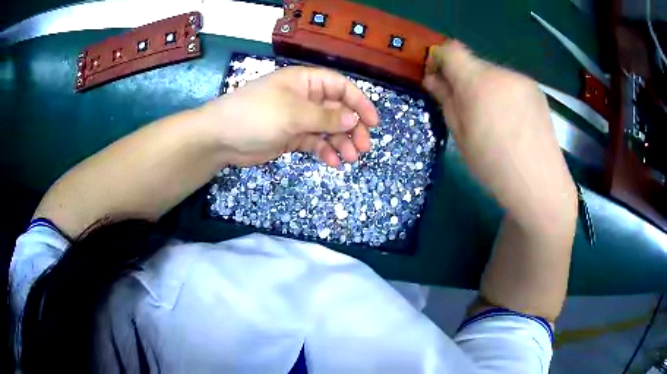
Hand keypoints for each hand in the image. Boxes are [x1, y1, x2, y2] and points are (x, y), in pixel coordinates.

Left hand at [197, 66, 378, 167]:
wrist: (221, 138)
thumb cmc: (257, 115)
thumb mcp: (294, 113)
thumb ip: (326, 116)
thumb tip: (354, 119)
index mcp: (306, 82)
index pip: (341, 87)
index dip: (359, 103)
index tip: (373, 122)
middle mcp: (305, 98)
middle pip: (338, 110)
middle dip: (352, 128)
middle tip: (363, 147)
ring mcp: (298, 119)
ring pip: (328, 129)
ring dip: (341, 143)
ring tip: (350, 158)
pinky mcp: (291, 137)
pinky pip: (315, 143)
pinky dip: (324, 151)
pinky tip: (332, 162)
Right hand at [423, 41, 576, 225]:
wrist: (540, 183)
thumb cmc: (494, 165)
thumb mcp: (461, 136)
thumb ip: (446, 101)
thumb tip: (433, 80)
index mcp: (477, 82)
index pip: (451, 50)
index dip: (440, 59)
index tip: (439, 80)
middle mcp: (501, 73)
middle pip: (473, 63)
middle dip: (464, 79)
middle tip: (467, 109)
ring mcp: (522, 80)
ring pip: (494, 75)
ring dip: (486, 88)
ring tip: (493, 120)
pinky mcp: (537, 91)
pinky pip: (511, 84)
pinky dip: (504, 95)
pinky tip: (512, 122)